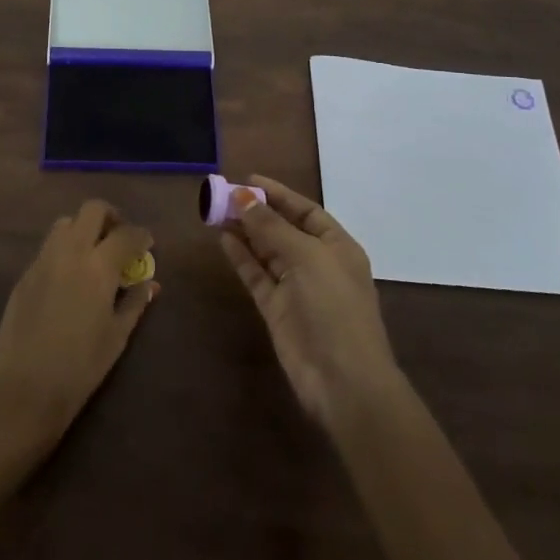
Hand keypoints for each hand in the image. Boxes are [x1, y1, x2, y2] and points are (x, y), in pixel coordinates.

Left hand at [0, 200, 157, 461]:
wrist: (23, 391)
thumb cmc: (80, 368)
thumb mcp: (117, 337)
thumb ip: (135, 303)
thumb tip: (150, 284)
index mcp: (98, 267)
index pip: (126, 234)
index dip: (141, 235)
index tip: (147, 244)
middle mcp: (70, 252)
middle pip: (92, 210)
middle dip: (110, 217)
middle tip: (119, 238)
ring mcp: (43, 260)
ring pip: (65, 223)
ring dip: (83, 229)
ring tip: (93, 255)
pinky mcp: (24, 275)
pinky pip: (48, 248)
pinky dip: (64, 250)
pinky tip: (69, 278)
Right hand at [219, 175, 401, 431]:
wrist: (343, 380)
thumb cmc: (334, 307)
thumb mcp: (306, 257)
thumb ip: (271, 227)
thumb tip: (242, 197)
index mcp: (337, 246)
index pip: (305, 210)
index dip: (278, 194)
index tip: (248, 179)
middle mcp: (317, 263)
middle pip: (283, 228)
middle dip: (256, 211)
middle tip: (223, 194)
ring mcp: (296, 287)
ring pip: (266, 251)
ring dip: (244, 231)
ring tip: (216, 211)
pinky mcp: (276, 309)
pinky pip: (256, 275)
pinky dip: (241, 257)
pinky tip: (223, 239)